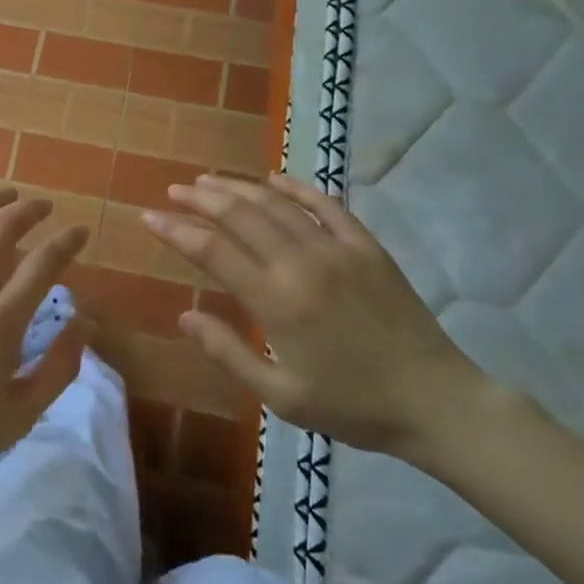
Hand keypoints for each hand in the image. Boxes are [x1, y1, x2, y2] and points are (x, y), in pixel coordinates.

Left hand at [0, 188, 89, 503]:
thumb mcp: (21, 415)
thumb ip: (60, 366)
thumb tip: (86, 319)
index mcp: (1, 324)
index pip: (44, 264)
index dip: (67, 241)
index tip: (78, 231)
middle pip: (3, 229)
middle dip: (30, 210)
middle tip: (43, 207)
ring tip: (5, 195)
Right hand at [143, 173, 486, 458]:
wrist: (435, 401)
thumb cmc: (352, 405)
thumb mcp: (282, 396)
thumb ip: (229, 353)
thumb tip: (185, 316)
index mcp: (277, 302)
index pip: (213, 251)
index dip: (176, 230)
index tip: (149, 216)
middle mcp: (301, 264)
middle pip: (240, 215)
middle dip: (201, 199)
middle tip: (174, 190)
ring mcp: (337, 250)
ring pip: (276, 204)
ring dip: (238, 188)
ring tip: (209, 180)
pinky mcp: (367, 246)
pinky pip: (326, 205)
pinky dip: (296, 188)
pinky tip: (274, 178)